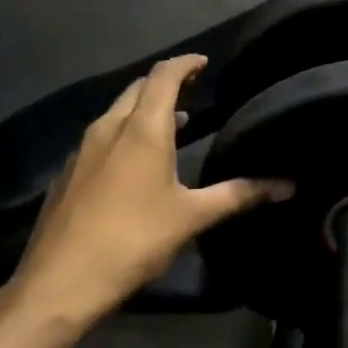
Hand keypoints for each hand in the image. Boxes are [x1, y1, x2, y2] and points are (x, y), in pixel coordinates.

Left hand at [9, 55, 291, 320]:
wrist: (58, 283)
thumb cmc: (133, 240)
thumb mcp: (192, 217)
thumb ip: (239, 195)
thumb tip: (288, 186)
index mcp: (143, 129)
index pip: (164, 75)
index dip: (185, 63)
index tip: (204, 63)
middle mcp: (110, 128)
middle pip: (138, 88)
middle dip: (165, 82)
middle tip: (191, 90)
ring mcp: (83, 150)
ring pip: (117, 111)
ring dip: (144, 108)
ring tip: (170, 123)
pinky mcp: (67, 173)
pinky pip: (101, 136)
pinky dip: (124, 132)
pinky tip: (133, 161)